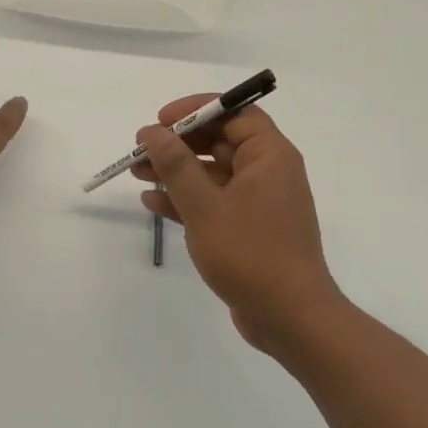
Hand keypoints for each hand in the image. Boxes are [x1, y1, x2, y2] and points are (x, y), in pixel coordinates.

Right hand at [133, 97, 342, 351]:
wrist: (290, 317)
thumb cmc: (250, 252)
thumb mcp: (204, 205)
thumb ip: (176, 164)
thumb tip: (152, 132)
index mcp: (269, 156)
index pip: (235, 112)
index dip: (197, 109)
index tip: (162, 120)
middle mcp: (267, 172)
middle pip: (219, 141)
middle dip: (178, 143)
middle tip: (141, 149)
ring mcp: (258, 202)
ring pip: (211, 172)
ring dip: (175, 171)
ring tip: (136, 173)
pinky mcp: (248, 228)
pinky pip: (213, 201)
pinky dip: (185, 199)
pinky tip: (153, 202)